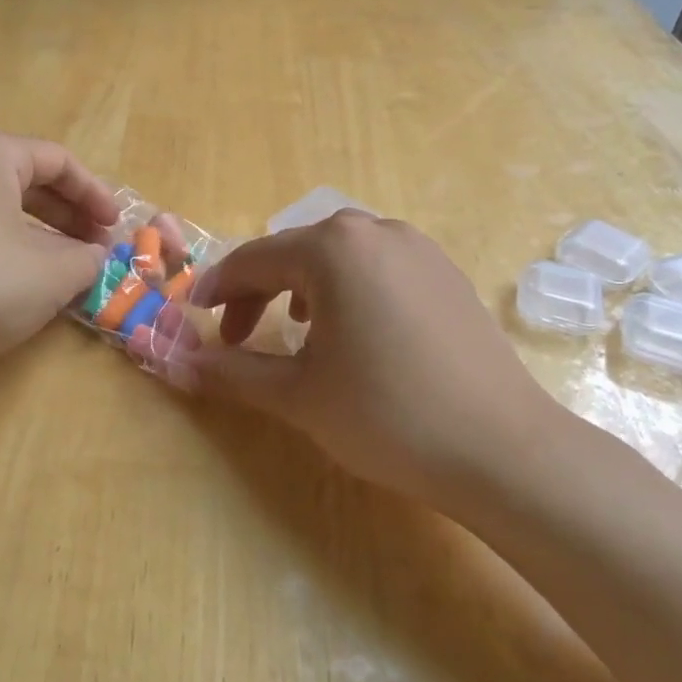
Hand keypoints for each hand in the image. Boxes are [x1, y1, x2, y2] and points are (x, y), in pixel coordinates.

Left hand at [0, 128, 117, 383]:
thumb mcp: (51, 275)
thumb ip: (87, 258)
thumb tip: (92, 255)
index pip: (58, 161)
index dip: (96, 195)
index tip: (116, 228)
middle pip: (26, 176)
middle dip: (68, 212)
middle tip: (95, 246)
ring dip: (38, 229)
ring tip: (64, 263)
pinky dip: (4, 238)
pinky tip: (19, 273)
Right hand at [176, 212, 569, 509]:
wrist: (503, 450)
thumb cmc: (387, 415)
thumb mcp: (298, 395)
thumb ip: (232, 373)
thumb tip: (178, 365)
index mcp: (334, 248)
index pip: (254, 259)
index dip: (218, 290)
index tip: (196, 319)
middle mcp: (377, 231)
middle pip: (297, 251)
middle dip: (259, 290)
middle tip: (240, 336)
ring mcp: (420, 249)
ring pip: (340, 255)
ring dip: (303, 286)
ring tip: (295, 329)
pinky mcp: (447, 275)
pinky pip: (379, 267)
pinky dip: (348, 289)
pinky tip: (353, 331)